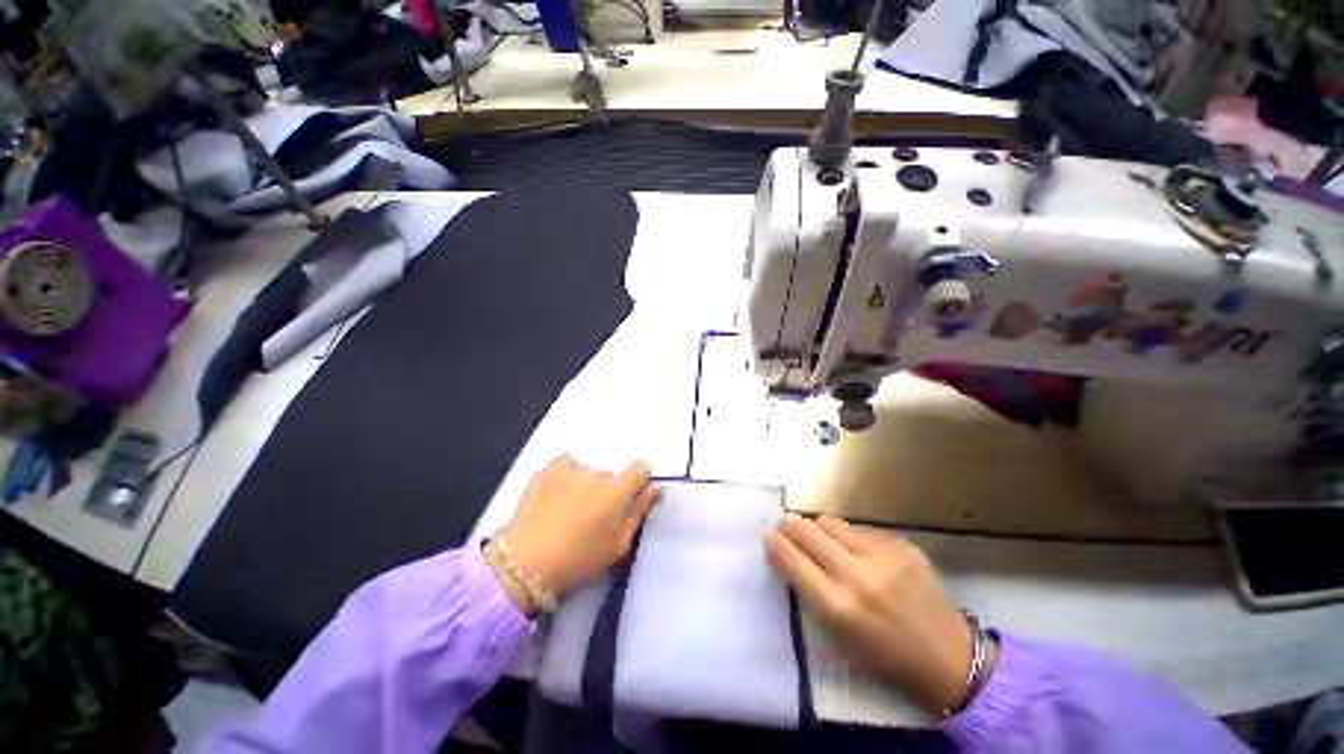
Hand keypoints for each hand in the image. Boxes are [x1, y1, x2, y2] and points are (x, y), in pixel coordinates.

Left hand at [498, 457, 658, 606]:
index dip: (638, 482)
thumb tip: (654, 488)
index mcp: (618, 490)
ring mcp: (572, 468)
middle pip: (611, 476)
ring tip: (568, 512)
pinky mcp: (549, 469)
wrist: (526, 563)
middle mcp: (598, 472)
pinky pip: (568, 465)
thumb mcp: (618, 545)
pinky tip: (556, 498)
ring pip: (589, 473)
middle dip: (607, 491)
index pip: (641, 468)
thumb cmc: (579, 559)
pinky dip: (567, 477)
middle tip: (591, 518)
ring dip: (586, 486)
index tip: (628, 500)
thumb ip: (639, 512)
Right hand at [765, 514, 972, 714]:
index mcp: (839, 607)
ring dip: (819, 527)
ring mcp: (884, 557)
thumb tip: (789, 556)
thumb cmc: (886, 656)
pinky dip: (851, 538)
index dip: (775, 543)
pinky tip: (859, 552)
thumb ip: (812, 593)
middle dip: (790, 524)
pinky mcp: (903, 546)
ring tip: (819, 535)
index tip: (767, 534)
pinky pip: (861, 531)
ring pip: (833, 523)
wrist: (948, 657)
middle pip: (809, 532)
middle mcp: (859, 576)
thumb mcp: (839, 636)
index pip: (793, 561)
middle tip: (784, 522)